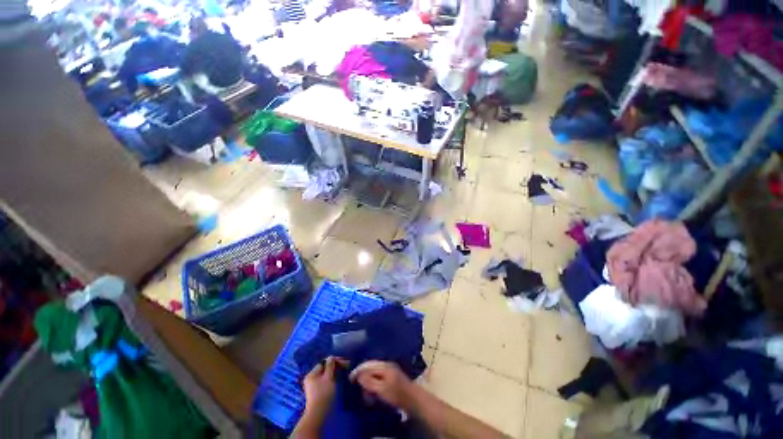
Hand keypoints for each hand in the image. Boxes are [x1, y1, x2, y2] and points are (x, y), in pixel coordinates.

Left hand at [302, 357, 347, 418]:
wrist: (319, 415)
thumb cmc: (324, 394)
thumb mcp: (329, 377)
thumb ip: (330, 365)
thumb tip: (331, 357)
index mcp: (312, 374)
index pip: (324, 362)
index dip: (335, 361)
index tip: (345, 362)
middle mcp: (311, 379)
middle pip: (325, 369)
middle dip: (335, 367)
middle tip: (346, 367)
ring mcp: (314, 387)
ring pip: (326, 376)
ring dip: (335, 373)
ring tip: (344, 374)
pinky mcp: (318, 393)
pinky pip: (326, 382)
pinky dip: (333, 380)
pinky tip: (339, 381)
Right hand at [349, 361, 415, 410]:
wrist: (412, 399)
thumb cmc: (396, 394)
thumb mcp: (381, 389)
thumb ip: (369, 381)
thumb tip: (358, 374)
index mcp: (384, 365)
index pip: (367, 364)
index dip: (358, 371)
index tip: (350, 379)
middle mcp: (386, 363)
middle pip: (370, 367)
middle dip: (363, 375)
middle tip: (357, 385)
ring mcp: (390, 368)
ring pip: (374, 371)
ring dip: (368, 379)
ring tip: (365, 390)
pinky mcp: (392, 375)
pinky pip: (379, 375)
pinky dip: (373, 381)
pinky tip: (372, 389)